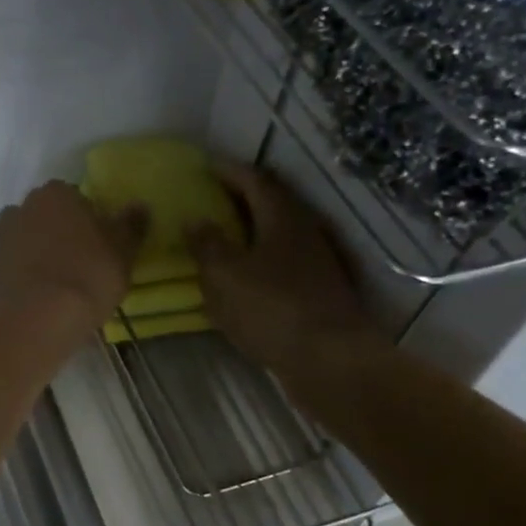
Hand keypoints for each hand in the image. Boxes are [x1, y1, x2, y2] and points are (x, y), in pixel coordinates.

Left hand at [0, 181, 145, 340]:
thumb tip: (139, 206)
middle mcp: (23, 208)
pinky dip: (29, 275)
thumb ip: (131, 225)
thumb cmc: (88, 276)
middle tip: (84, 260)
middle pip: (48, 216)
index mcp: (56, 194)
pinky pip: (17, 267)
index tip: (101, 242)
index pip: (76, 196)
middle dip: (62, 232)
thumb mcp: (122, 251)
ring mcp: (2, 240)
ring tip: (63, 281)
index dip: (90, 218)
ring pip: (29, 240)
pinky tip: (45, 296)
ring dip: (42, 253)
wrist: (38, 320)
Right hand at [188, 161, 381, 375]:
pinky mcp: (319, 292)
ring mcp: (317, 263)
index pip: (255, 180)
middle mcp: (305, 233)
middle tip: (212, 198)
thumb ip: (207, 245)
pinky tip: (244, 278)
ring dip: (252, 231)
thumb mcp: (225, 275)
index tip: (206, 166)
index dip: (229, 171)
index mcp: (282, 218)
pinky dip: (260, 261)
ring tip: (223, 237)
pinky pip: (283, 264)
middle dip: (242, 198)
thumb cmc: (271, 309)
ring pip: (279, 235)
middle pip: (272, 204)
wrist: (329, 360)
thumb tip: (196, 220)